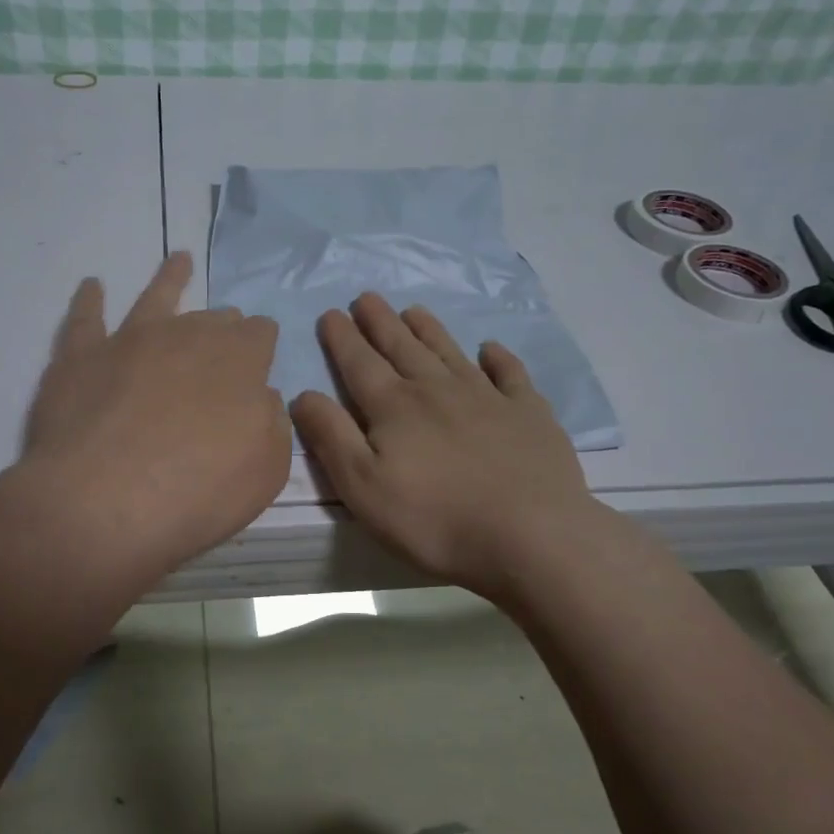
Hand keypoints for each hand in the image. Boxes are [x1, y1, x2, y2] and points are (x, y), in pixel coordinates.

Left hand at [19, 251, 290, 589]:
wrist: (103, 503)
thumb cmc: (196, 493)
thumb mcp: (266, 471)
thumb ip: (272, 424)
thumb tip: (261, 398)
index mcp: (239, 360)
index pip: (260, 334)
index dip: (261, 344)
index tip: (259, 359)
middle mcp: (187, 336)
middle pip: (212, 319)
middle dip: (222, 324)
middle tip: (223, 334)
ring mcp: (130, 341)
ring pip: (155, 298)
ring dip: (169, 279)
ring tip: (178, 261)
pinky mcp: (81, 357)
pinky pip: (85, 319)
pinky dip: (89, 300)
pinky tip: (92, 286)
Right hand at [290, 293, 595, 601]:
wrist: (530, 536)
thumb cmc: (434, 520)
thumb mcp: (363, 487)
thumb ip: (331, 437)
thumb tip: (303, 394)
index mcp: (394, 407)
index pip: (360, 363)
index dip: (342, 338)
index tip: (332, 313)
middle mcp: (437, 390)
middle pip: (402, 347)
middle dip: (380, 322)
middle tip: (367, 297)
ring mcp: (487, 398)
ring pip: (449, 352)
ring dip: (429, 330)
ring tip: (413, 310)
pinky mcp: (528, 414)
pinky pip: (510, 375)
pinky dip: (498, 358)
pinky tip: (490, 348)